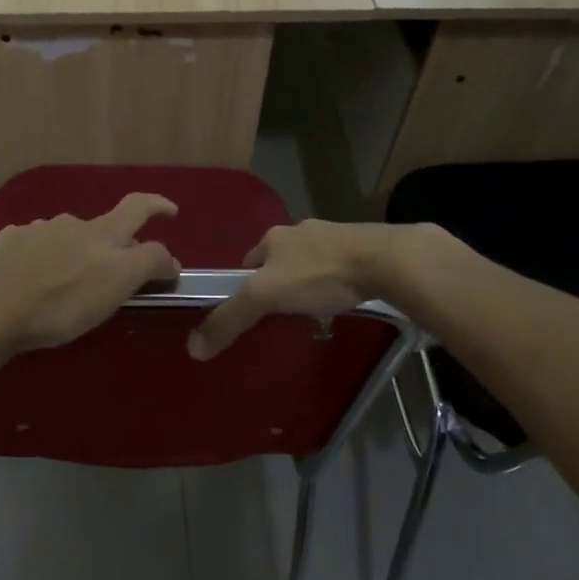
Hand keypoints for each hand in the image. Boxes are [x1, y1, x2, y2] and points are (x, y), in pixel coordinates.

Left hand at [0, 193, 182, 352]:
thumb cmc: (64, 303)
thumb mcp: (117, 287)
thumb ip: (148, 266)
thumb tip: (169, 259)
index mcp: (102, 233)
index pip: (138, 207)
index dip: (158, 206)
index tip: (170, 212)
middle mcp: (71, 222)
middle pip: (101, 228)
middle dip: (110, 245)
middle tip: (108, 274)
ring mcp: (36, 229)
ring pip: (65, 237)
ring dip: (72, 253)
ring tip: (63, 284)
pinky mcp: (8, 242)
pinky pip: (33, 245)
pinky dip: (41, 258)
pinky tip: (32, 279)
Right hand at [187, 220, 414, 359]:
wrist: (385, 260)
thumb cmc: (318, 274)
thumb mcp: (265, 297)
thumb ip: (229, 319)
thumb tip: (193, 348)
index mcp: (274, 237)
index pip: (248, 262)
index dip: (245, 285)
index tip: (251, 310)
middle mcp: (300, 231)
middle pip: (280, 261)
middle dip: (279, 283)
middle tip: (283, 313)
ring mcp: (335, 236)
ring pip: (311, 262)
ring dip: (308, 281)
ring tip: (315, 309)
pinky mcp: (363, 247)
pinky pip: (339, 266)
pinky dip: (336, 282)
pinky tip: (343, 300)